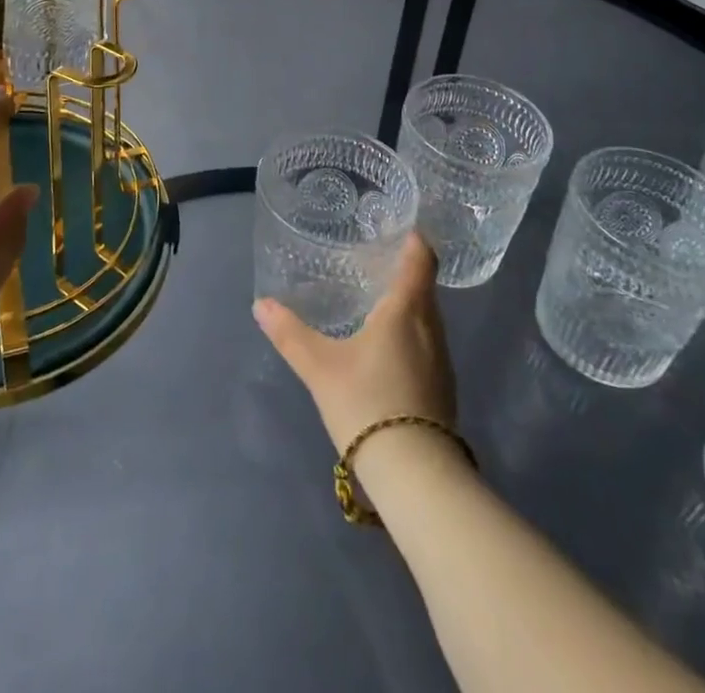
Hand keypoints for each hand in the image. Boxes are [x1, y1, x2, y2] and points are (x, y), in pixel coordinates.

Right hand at [253, 233, 455, 454]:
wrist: (415, 475)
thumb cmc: (367, 402)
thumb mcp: (319, 367)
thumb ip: (289, 333)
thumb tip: (260, 304)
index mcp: (406, 310)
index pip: (422, 260)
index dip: (414, 240)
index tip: (399, 228)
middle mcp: (431, 328)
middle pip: (424, 287)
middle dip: (404, 271)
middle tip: (372, 262)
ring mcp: (441, 361)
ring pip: (427, 318)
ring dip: (408, 305)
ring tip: (375, 301)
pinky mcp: (443, 389)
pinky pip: (427, 344)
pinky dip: (410, 333)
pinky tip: (387, 348)